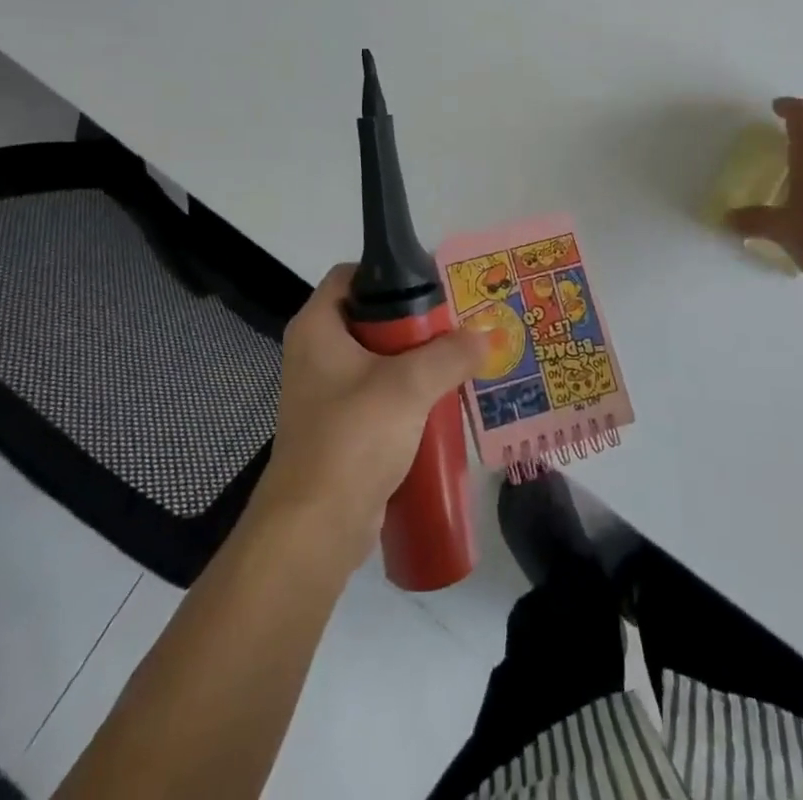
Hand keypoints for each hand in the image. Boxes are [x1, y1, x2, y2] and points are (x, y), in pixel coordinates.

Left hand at [256, 265, 491, 559]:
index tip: (432, 285)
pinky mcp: (342, 427)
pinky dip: (411, 394)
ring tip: (464, 357)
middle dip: (416, 321)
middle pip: (371, 317)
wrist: (314, 530)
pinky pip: (381, 395)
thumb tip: (488, 334)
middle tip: (460, 322)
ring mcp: (327, 392)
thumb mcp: (409, 385)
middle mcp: (316, 352)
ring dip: (419, 360)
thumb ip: (451, 354)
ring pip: (380, 358)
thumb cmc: (352, 438)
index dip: (389, 273)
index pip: (351, 276)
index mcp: (317, 327)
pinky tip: (446, 399)